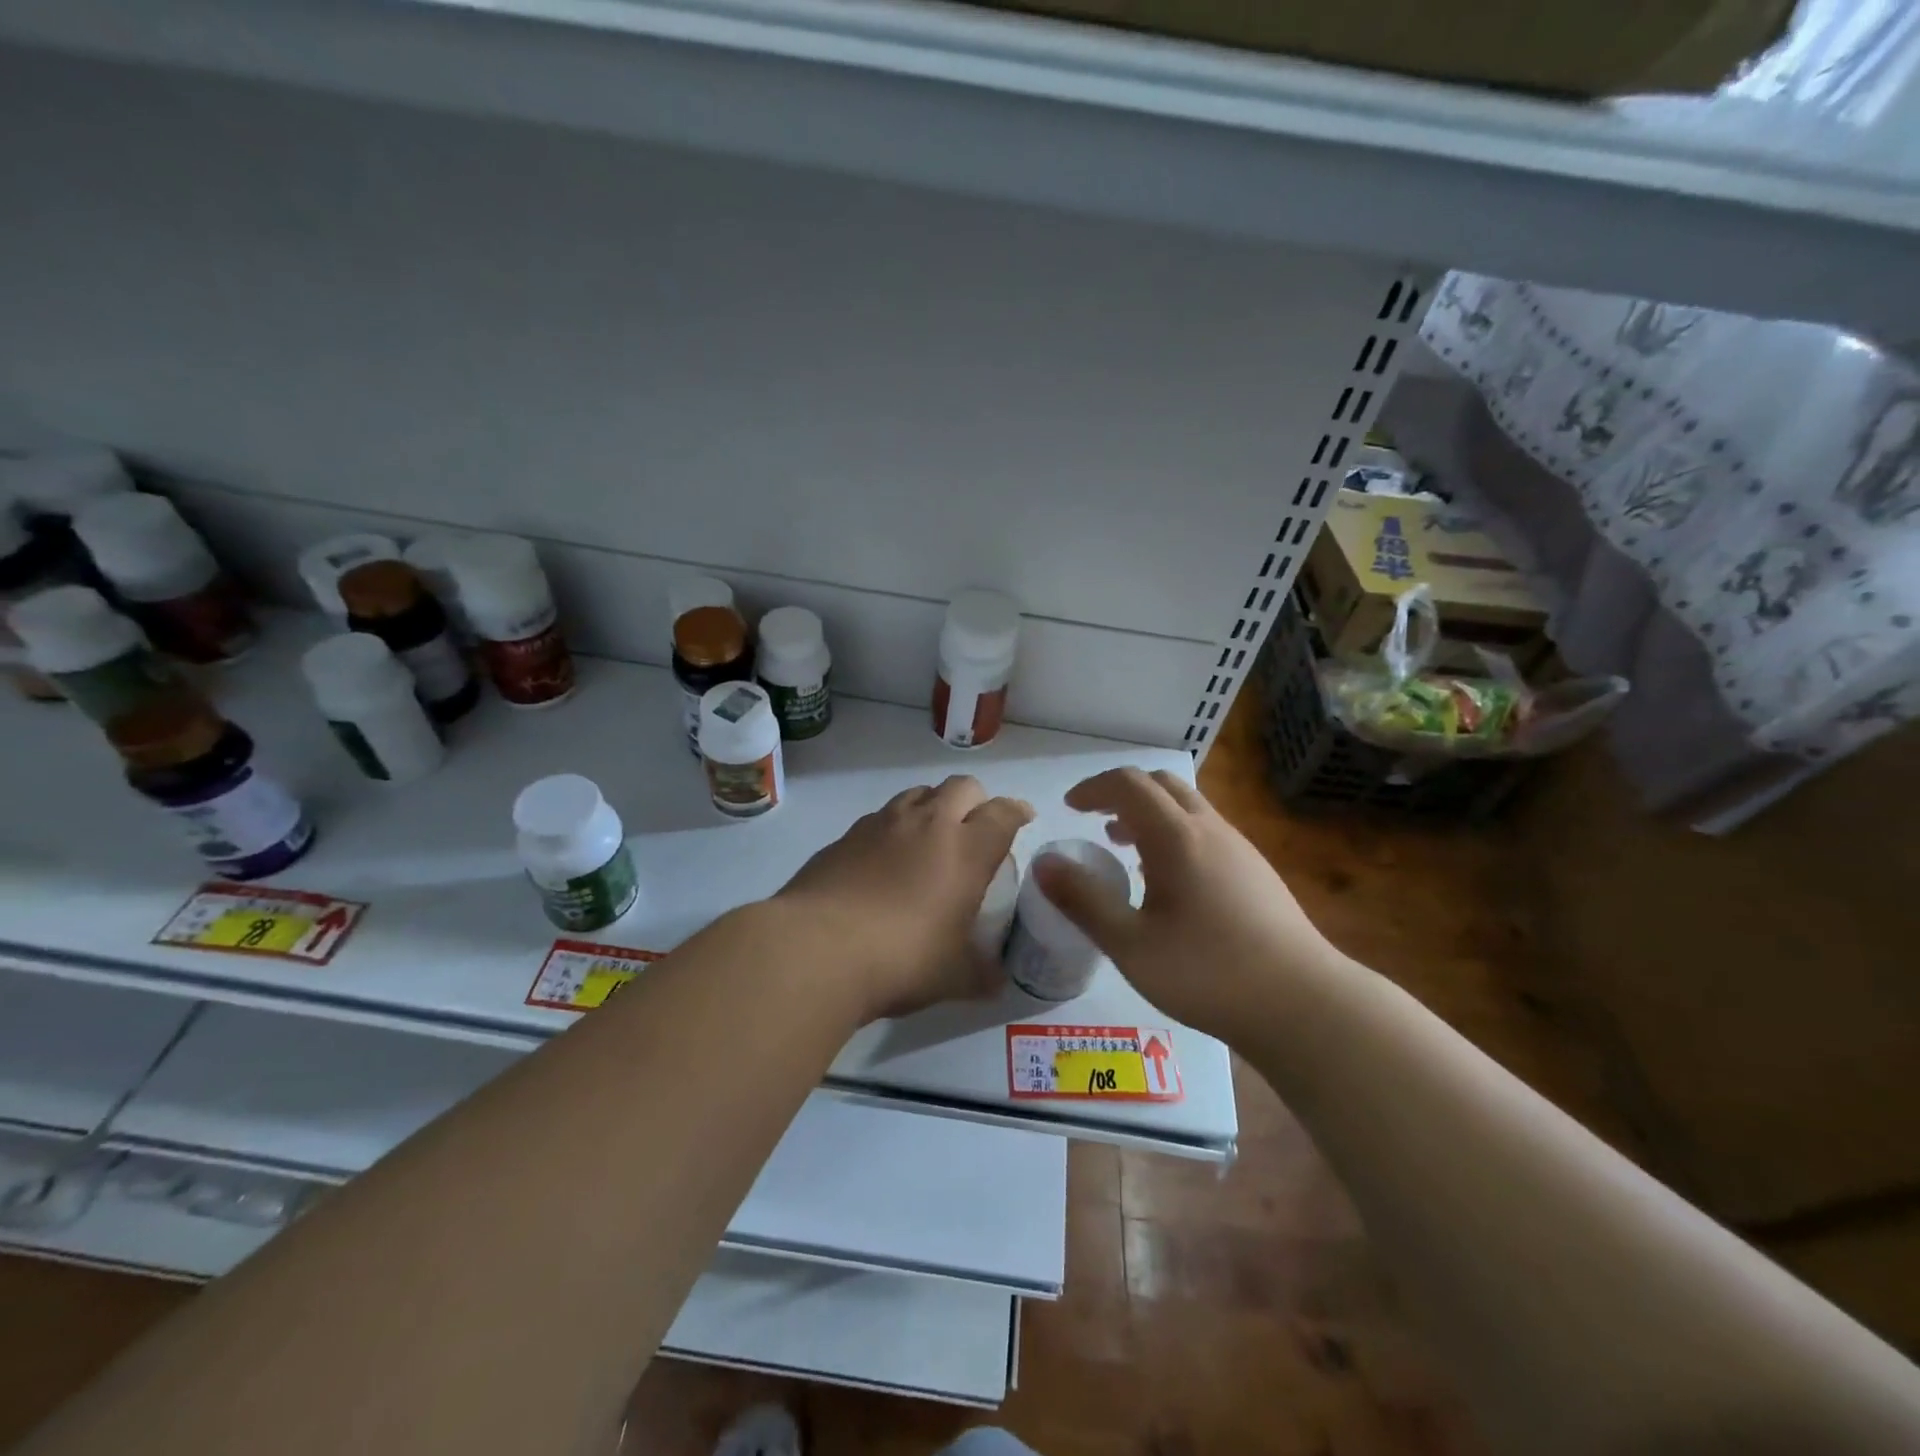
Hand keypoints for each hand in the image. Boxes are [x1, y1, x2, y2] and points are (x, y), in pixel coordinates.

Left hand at [778, 776, 1033, 1020]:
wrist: (817, 949)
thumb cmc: (902, 959)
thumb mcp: (953, 977)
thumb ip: (981, 973)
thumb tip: (996, 980)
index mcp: (966, 850)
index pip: (1003, 813)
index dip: (1017, 811)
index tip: (1022, 818)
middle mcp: (928, 824)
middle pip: (962, 786)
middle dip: (976, 800)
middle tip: (974, 829)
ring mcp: (882, 823)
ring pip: (918, 793)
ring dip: (932, 807)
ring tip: (929, 839)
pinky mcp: (845, 835)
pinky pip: (880, 817)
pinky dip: (893, 829)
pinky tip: (883, 861)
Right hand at [1033, 767, 1345, 1037]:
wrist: (1303, 1004)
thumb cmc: (1207, 972)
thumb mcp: (1130, 944)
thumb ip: (1083, 900)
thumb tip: (1043, 863)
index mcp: (1176, 836)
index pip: (1128, 784)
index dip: (1093, 788)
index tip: (1070, 808)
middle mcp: (1210, 829)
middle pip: (1162, 784)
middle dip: (1122, 793)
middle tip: (1094, 822)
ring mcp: (1239, 848)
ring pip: (1188, 807)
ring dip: (1150, 814)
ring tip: (1124, 849)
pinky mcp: (1257, 871)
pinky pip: (1206, 830)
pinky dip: (1175, 834)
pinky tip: (1168, 882)